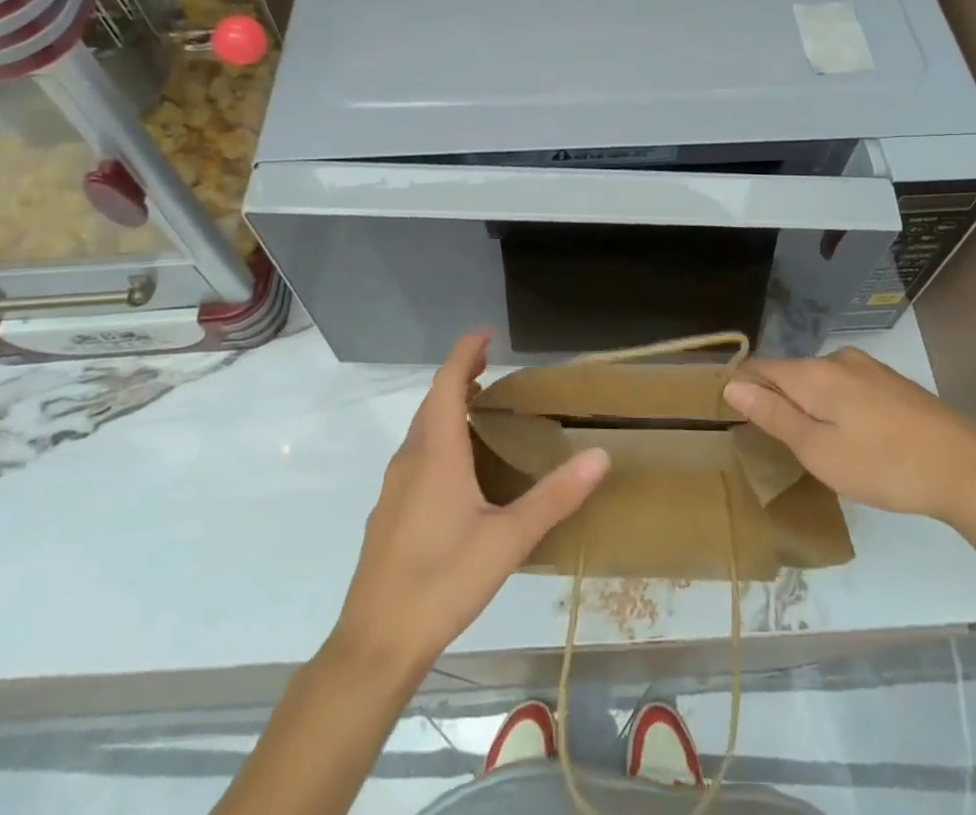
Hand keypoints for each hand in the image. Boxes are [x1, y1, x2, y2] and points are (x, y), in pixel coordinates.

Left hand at [333, 332, 609, 678]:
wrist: (375, 643)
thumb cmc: (442, 582)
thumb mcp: (508, 540)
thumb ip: (555, 497)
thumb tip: (600, 455)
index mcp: (436, 452)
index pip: (448, 382)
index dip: (465, 351)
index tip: (486, 332)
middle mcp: (411, 458)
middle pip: (433, 400)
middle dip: (460, 374)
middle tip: (491, 362)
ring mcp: (394, 486)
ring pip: (422, 428)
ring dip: (448, 405)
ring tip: (480, 403)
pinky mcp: (389, 511)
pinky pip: (417, 453)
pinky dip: (439, 435)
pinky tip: (458, 465)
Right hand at [723, 347, 975, 531]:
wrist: (965, 468)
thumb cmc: (882, 465)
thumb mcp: (818, 451)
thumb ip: (774, 416)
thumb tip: (732, 385)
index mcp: (814, 374)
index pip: (761, 368)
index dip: (743, 387)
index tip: (736, 418)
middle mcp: (838, 360)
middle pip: (792, 373)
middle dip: (778, 400)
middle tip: (779, 445)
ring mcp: (870, 369)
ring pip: (822, 382)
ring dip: (811, 406)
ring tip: (817, 446)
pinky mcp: (894, 384)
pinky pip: (849, 388)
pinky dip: (838, 408)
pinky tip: (854, 438)